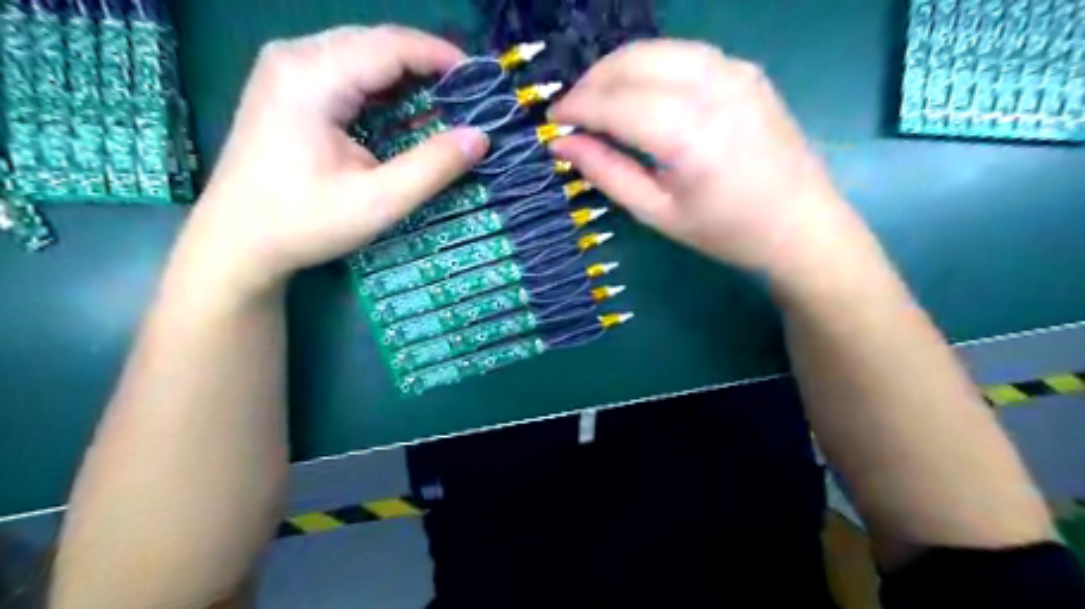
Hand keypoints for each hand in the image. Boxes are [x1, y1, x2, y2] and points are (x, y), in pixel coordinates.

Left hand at [174, 27, 487, 295]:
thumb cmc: (304, 223)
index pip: (391, 46)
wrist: (236, 241)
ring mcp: (286, 68)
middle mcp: (295, 57)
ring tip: (445, 104)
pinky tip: (404, 110)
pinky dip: (382, 86)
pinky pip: (346, 70)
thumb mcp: (378, 201)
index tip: (481, 83)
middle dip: (427, 65)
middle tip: (468, 98)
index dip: (441, 58)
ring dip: (406, 75)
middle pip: (376, 42)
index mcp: (312, 76)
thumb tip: (480, 137)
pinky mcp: (287, 85)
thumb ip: (432, 167)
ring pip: (362, 53)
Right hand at [553, 41, 865, 283]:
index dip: (578, 108)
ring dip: (618, 67)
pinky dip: (651, 63)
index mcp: (689, 137)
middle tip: (572, 110)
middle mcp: (713, 90)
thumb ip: (607, 173)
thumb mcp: (657, 214)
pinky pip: (685, 52)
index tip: (553, 121)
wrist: (801, 225)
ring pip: (658, 48)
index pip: (616, 104)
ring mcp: (735, 72)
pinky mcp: (747, 70)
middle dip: (593, 82)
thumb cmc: (725, 232)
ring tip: (598, 97)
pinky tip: (639, 88)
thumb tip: (562, 145)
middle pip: (634, 63)